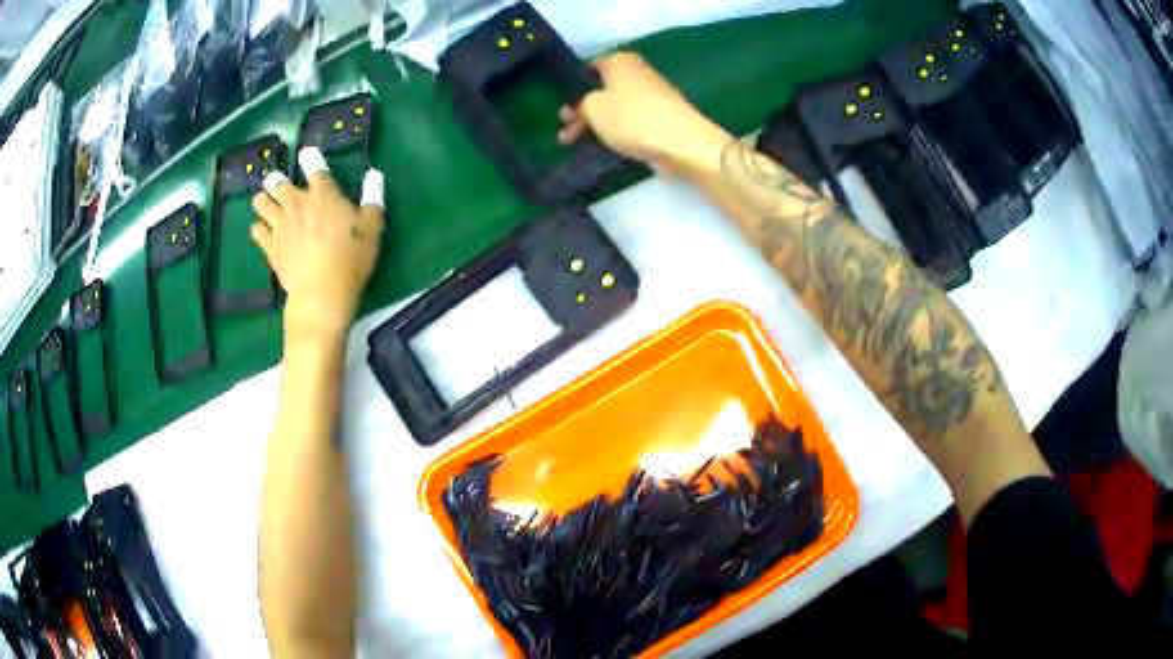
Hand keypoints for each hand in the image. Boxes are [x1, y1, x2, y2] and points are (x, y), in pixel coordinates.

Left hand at [252, 147, 384, 340]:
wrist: (322, 294)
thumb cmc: (351, 259)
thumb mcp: (372, 228)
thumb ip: (373, 198)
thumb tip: (374, 175)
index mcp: (323, 195)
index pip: (314, 167)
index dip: (310, 158)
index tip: (306, 154)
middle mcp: (297, 204)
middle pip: (278, 183)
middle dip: (275, 180)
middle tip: (277, 183)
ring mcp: (280, 225)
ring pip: (262, 203)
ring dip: (262, 200)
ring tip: (264, 202)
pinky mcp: (270, 246)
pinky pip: (256, 230)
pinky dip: (259, 227)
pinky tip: (262, 230)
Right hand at [558, 52, 727, 174]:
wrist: (681, 143)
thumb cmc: (632, 117)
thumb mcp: (593, 107)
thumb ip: (581, 103)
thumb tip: (586, 104)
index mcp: (620, 61)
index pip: (589, 67)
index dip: (573, 86)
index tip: (561, 104)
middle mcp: (637, 72)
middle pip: (602, 89)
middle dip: (581, 109)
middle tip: (564, 128)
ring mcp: (651, 94)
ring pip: (614, 106)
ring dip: (595, 123)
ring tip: (574, 143)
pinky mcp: (660, 117)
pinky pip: (629, 120)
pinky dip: (615, 130)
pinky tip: (603, 144)